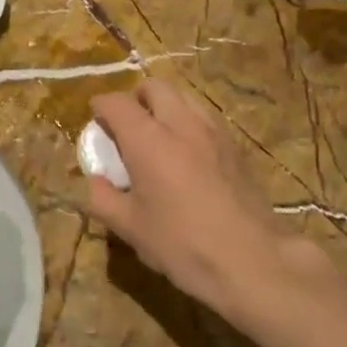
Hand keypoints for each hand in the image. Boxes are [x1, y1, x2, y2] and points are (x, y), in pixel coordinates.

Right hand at [87, 81, 329, 325]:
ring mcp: (213, 132)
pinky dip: (188, 123)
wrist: (251, 260)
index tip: (96, 120)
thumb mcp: (130, 228)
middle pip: (155, 87)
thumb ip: (103, 198)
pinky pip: (205, 119)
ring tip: (158, 137)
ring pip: (184, 98)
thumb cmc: (182, 244)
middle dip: (136, 97)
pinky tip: (187, 155)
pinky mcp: (236, 146)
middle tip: (127, 125)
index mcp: (148, 140)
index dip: (101, 106)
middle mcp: (181, 124)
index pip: (118, 103)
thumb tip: (95, 181)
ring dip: (165, 107)